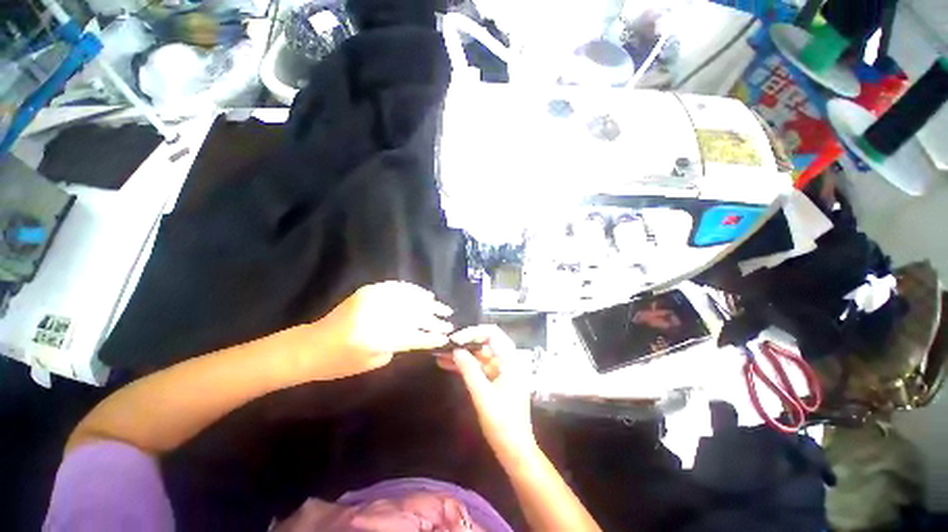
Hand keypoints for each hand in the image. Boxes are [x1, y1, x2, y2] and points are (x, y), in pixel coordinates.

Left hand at [300, 281, 453, 379]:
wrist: (311, 346)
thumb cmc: (340, 363)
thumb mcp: (374, 361)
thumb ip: (399, 346)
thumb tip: (419, 333)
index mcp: (377, 339)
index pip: (414, 336)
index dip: (432, 337)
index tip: (447, 337)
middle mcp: (377, 315)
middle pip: (415, 316)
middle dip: (435, 319)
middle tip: (449, 321)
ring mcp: (373, 299)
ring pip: (409, 299)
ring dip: (428, 303)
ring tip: (442, 307)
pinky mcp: (368, 291)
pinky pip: (396, 287)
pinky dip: (413, 290)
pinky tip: (425, 294)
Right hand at [437, 325, 536, 457]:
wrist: (515, 451)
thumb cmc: (502, 423)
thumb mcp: (482, 395)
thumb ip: (469, 370)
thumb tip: (456, 350)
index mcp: (511, 360)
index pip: (492, 333)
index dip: (473, 333)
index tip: (455, 340)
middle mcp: (508, 361)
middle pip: (485, 344)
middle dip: (465, 344)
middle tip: (444, 345)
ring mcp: (503, 372)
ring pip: (480, 356)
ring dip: (463, 356)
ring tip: (441, 355)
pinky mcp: (497, 381)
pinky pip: (480, 368)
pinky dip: (467, 367)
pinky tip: (449, 365)